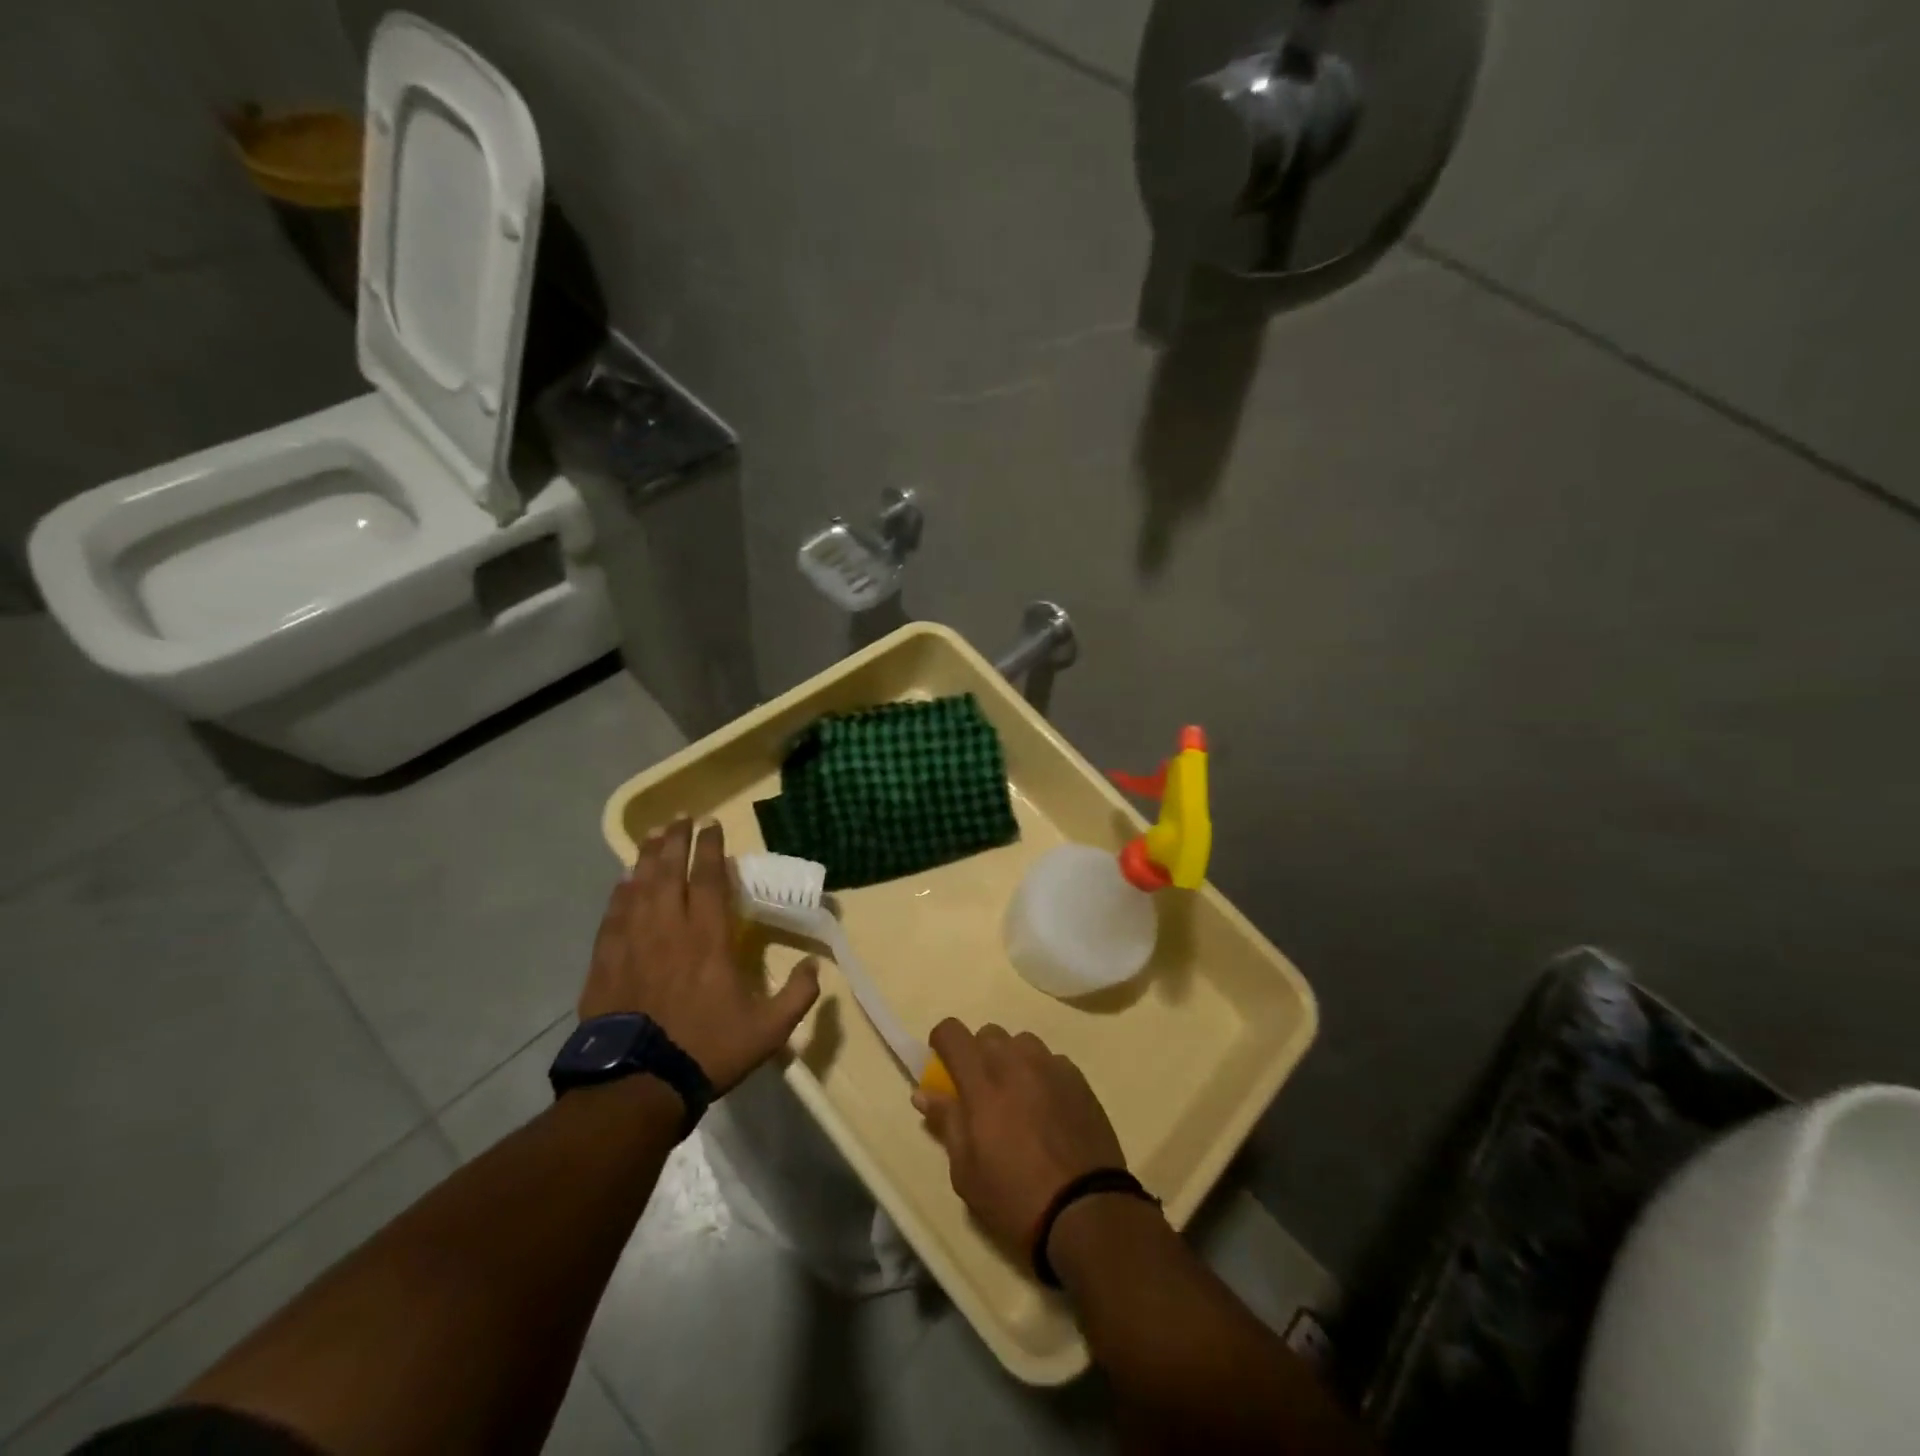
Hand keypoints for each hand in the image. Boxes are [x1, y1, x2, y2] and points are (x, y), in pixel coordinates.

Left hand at [582, 818, 819, 1093]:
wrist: (638, 1084)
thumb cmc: (707, 1050)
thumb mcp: (768, 1031)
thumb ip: (797, 995)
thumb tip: (816, 966)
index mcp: (708, 939)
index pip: (708, 880)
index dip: (710, 849)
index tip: (711, 825)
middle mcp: (669, 930)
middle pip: (669, 873)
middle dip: (676, 841)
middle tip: (679, 818)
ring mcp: (632, 944)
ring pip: (639, 888)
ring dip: (647, 858)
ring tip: (652, 835)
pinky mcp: (606, 962)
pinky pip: (612, 916)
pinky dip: (619, 893)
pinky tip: (622, 881)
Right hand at [914, 1020, 1127, 1261]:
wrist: (1086, 1211)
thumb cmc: (1015, 1197)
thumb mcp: (966, 1172)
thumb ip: (946, 1123)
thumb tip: (923, 1093)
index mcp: (982, 1082)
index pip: (952, 1032)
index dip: (942, 1042)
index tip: (943, 1066)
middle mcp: (1016, 1062)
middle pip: (988, 1033)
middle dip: (978, 1054)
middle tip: (981, 1092)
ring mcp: (1051, 1066)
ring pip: (1022, 1043)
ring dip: (1012, 1060)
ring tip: (1017, 1097)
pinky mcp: (1079, 1079)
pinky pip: (1051, 1061)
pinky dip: (1042, 1074)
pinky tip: (1048, 1108)